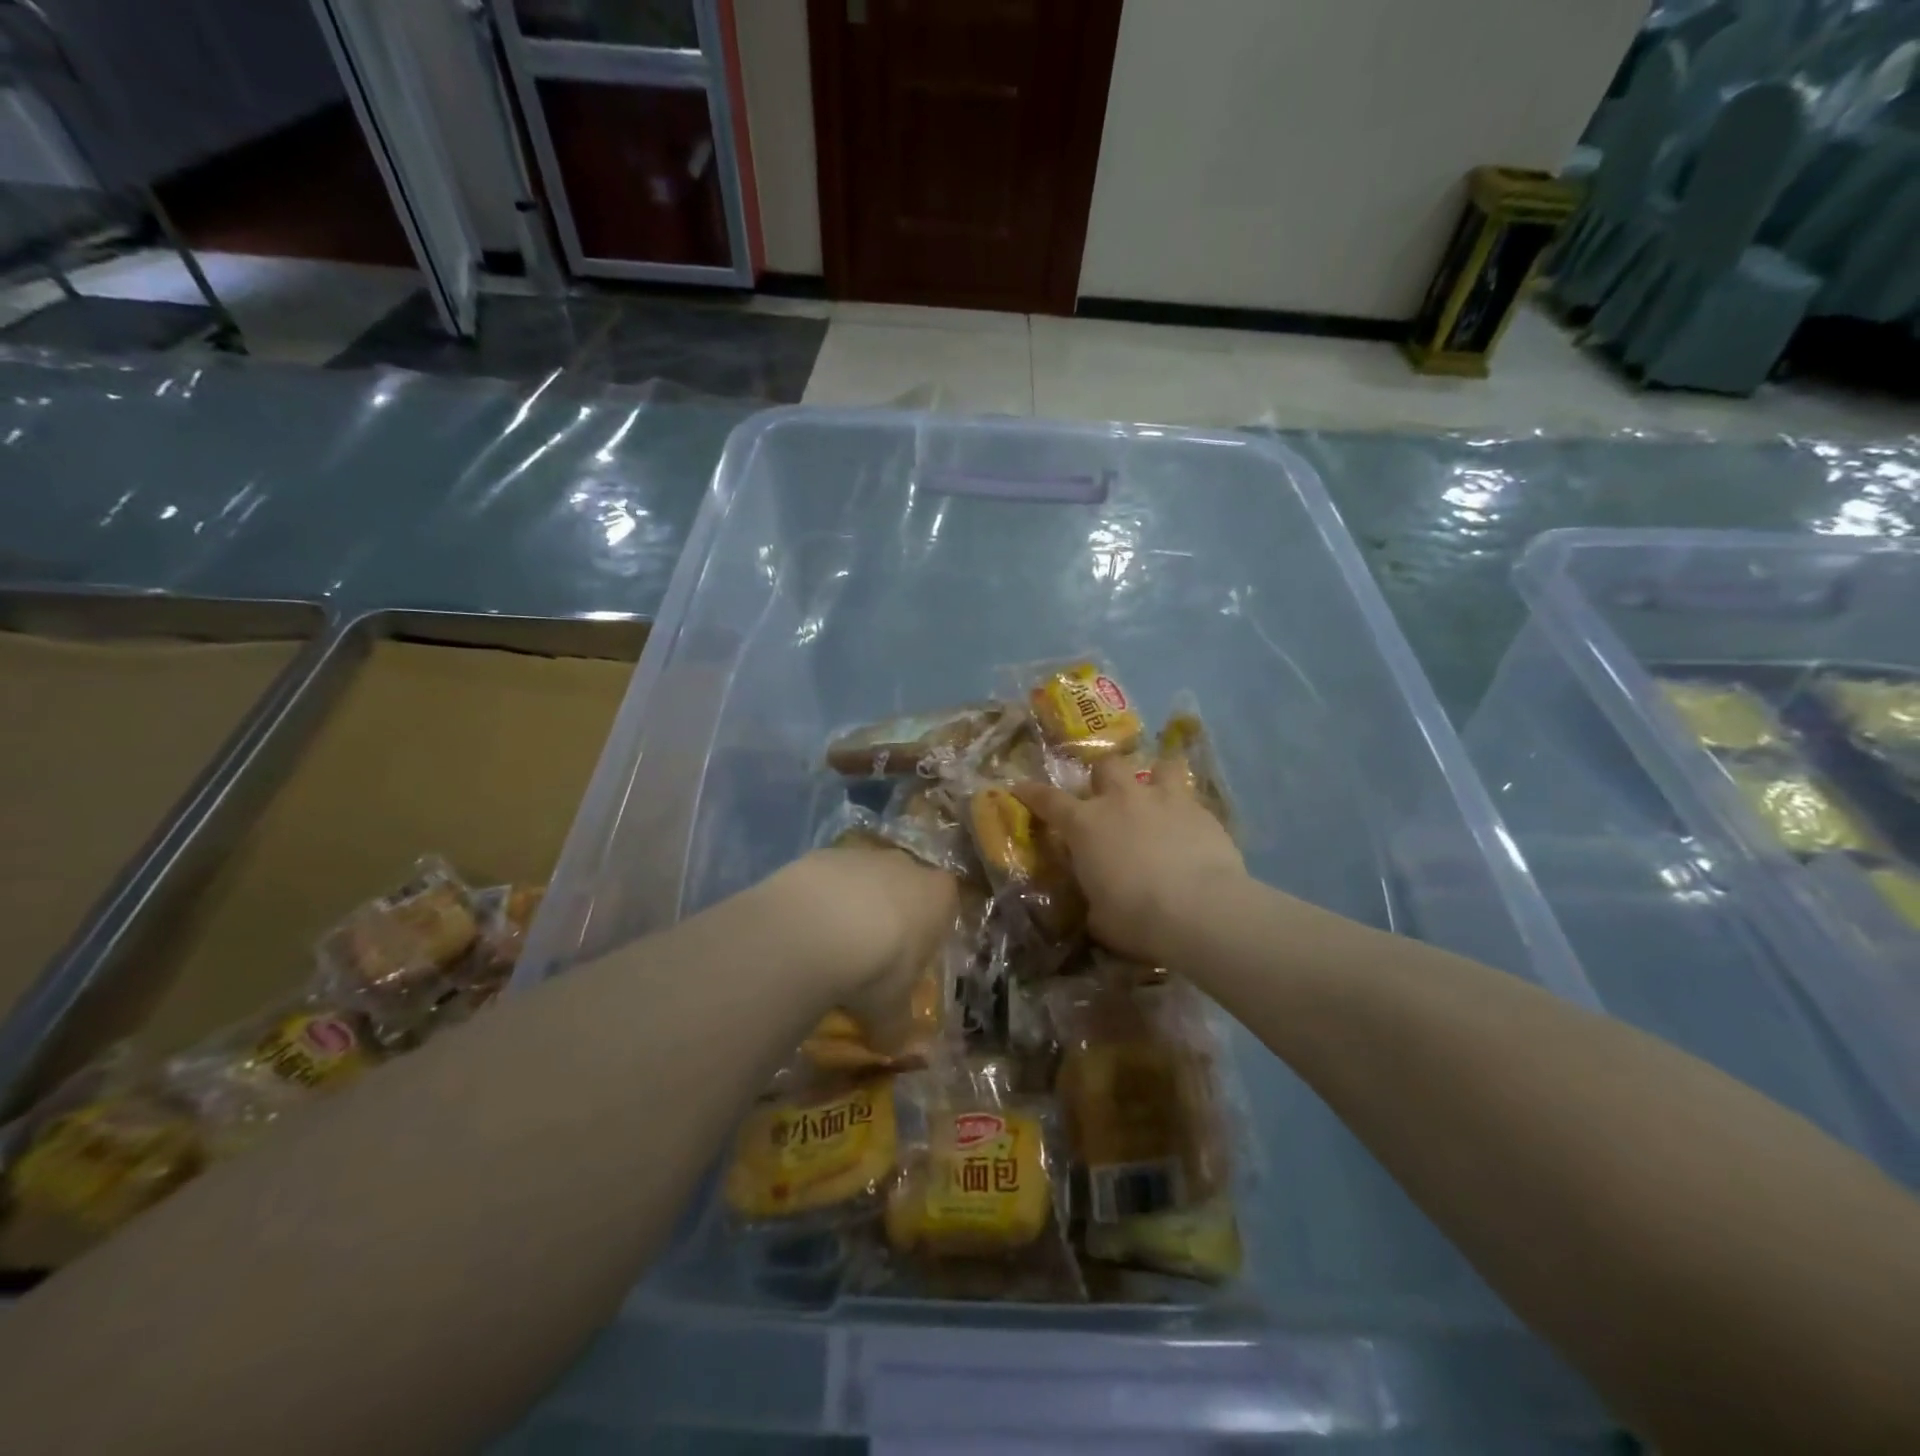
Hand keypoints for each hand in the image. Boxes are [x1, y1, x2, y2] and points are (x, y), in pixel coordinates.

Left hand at [769, 845, 958, 1025]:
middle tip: (870, 954)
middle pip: (905, 885)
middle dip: (892, 912)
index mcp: (938, 896)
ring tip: (830, 943)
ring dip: (853, 903)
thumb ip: (898, 1028)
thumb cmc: (877, 969)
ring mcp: (864, 855)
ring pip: (865, 878)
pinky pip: (828, 877)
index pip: (945, 905)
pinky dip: (820, 898)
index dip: (928, 930)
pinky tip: (804, 927)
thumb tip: (897, 1050)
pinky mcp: (824, 853)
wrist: (817, 928)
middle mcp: (907, 865)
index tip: (910, 960)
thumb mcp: (891, 1012)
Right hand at [1016, 756, 1245, 965]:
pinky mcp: (1200, 809)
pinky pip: (1189, 795)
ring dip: (1153, 778)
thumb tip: (1096, 898)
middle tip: (1108, 798)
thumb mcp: (1099, 916)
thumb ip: (1093, 897)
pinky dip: (1185, 808)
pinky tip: (1190, 828)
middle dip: (1103, 778)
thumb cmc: (1136, 918)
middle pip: (1106, 766)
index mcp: (1085, 825)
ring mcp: (1163, 799)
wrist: (1200, 910)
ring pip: (1157, 766)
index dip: (1032, 792)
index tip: (1021, 788)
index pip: (1048, 800)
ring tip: (1156, 797)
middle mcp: (1121, 800)